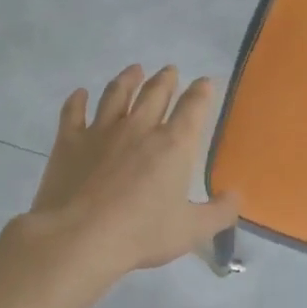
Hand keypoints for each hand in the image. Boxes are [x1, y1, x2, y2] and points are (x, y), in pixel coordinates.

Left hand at [26, 64, 240, 276]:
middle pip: (155, 93)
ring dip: (127, 80)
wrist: (79, 237)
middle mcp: (139, 128)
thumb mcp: (192, 230)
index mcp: (173, 145)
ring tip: (134, 70)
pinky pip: (73, 113)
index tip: (205, 82)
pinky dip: (77, 101)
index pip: (193, 108)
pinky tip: (79, 93)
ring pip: (116, 95)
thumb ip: (220, 212)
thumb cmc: (142, 234)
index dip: (201, 92)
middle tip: (169, 70)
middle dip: (165, 79)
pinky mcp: (69, 142)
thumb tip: (237, 196)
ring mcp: (101, 131)